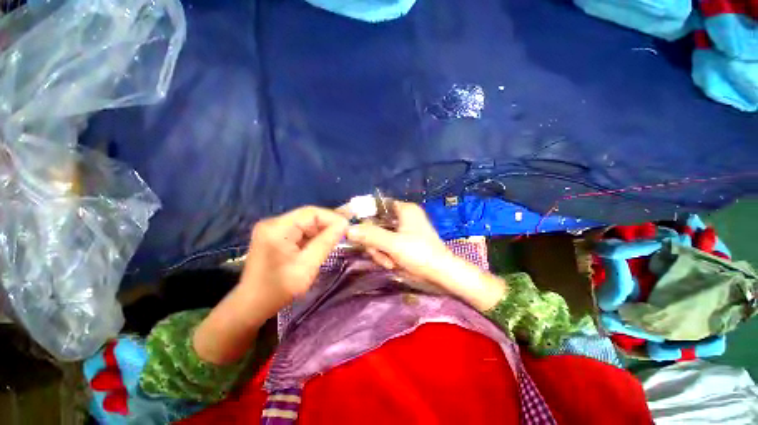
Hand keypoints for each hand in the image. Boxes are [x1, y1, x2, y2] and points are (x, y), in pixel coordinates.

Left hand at [242, 206, 348, 302]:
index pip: (311, 213)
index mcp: (278, 228)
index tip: (347, 229)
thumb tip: (344, 225)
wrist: (251, 305)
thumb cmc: (279, 289)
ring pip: (305, 223)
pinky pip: (299, 230)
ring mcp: (272, 229)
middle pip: (308, 216)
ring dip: (320, 231)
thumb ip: (326, 242)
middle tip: (343, 236)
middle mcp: (273, 223)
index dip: (332, 218)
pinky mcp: (274, 236)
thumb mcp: (307, 266)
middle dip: (327, 225)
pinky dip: (311, 236)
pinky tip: (319, 245)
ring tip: (334, 241)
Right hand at [346, 201, 505, 309]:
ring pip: (378, 236)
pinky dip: (385, 255)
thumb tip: (348, 229)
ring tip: (389, 263)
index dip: (363, 213)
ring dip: (379, 251)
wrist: (441, 275)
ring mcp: (402, 230)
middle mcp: (402, 216)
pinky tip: (392, 264)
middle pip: (375, 223)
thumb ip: (371, 236)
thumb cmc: (421, 255)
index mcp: (404, 209)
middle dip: (374, 242)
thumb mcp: (394, 245)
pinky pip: (384, 245)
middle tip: (379, 255)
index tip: (351, 224)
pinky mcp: (402, 242)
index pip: (377, 204)